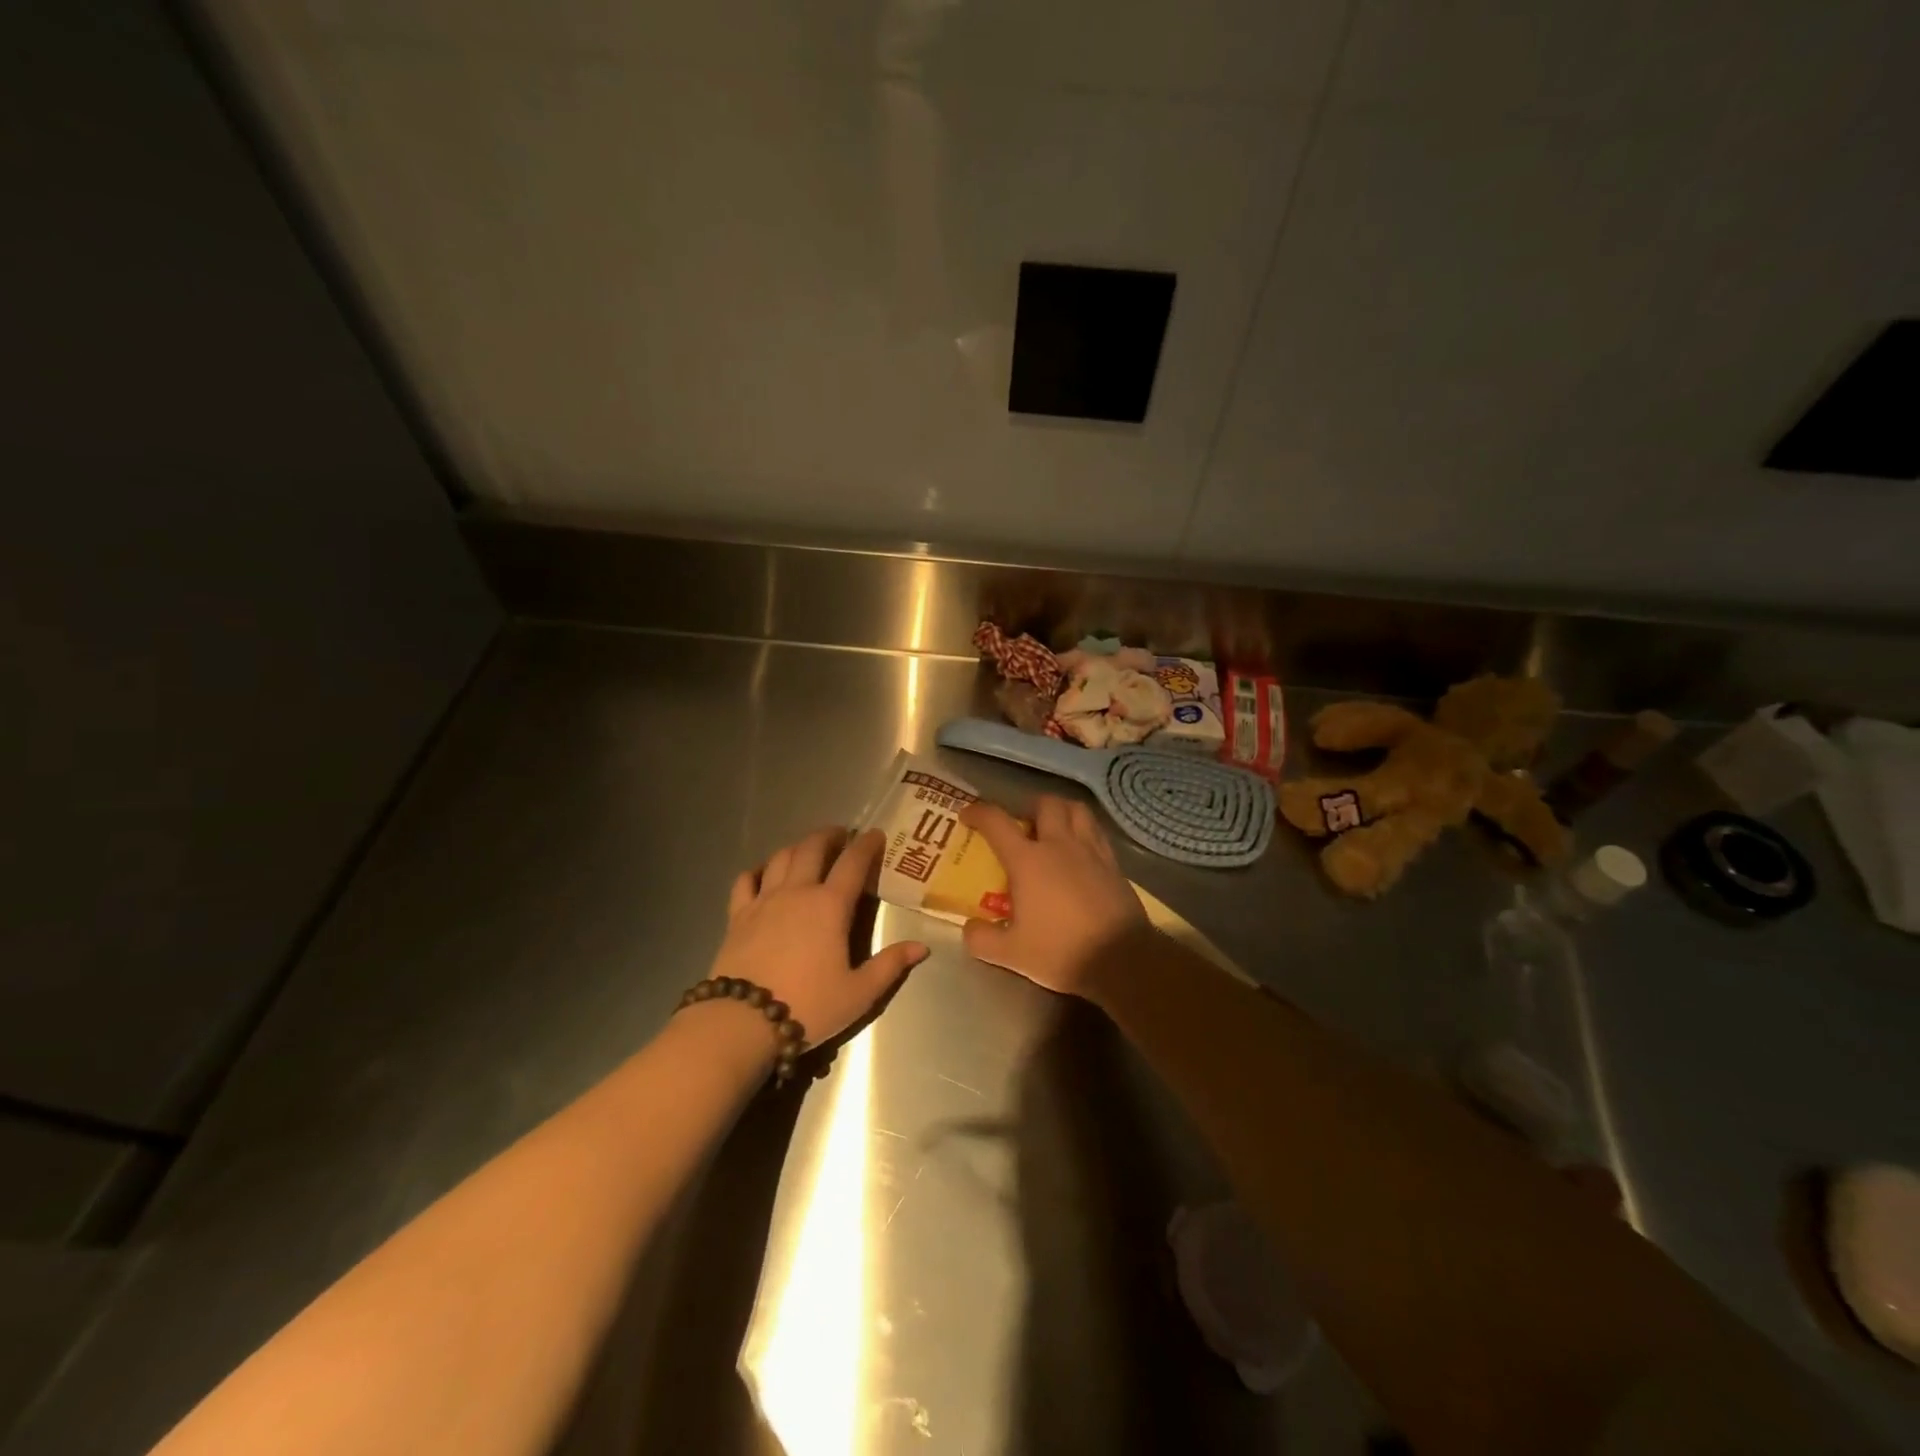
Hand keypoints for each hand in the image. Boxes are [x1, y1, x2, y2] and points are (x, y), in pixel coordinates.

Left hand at [713, 827, 927, 1045]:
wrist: (743, 1021)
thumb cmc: (808, 1005)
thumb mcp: (859, 993)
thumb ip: (890, 965)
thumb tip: (922, 947)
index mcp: (830, 905)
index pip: (853, 862)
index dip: (867, 844)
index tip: (876, 835)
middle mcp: (797, 892)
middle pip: (813, 848)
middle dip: (830, 836)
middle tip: (841, 835)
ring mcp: (764, 900)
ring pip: (781, 857)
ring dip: (798, 846)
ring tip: (808, 849)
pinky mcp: (738, 915)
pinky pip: (746, 880)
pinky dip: (758, 870)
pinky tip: (764, 874)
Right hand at [959, 796, 1147, 999]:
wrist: (1121, 959)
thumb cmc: (1061, 951)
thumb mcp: (1011, 954)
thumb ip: (982, 939)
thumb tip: (969, 928)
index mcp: (1028, 861)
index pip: (997, 822)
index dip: (978, 812)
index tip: (967, 815)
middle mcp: (1059, 845)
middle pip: (1045, 804)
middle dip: (1028, 806)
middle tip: (1020, 824)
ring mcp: (1091, 851)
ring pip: (1077, 810)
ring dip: (1061, 811)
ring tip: (1052, 828)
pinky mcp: (1113, 864)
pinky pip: (1097, 832)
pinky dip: (1084, 831)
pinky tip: (1079, 851)